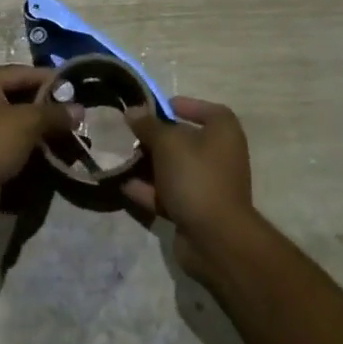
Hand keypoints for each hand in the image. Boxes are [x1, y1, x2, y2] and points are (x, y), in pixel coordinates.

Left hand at [0, 65, 73, 218]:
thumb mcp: (28, 122)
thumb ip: (55, 113)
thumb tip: (80, 110)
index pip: (24, 72)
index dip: (51, 80)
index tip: (76, 89)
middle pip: (19, 93)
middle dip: (47, 105)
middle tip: (73, 114)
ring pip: (16, 117)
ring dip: (39, 125)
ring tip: (66, 132)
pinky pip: (10, 136)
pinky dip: (28, 140)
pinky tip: (49, 148)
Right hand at [122, 97, 256, 282]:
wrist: (215, 238)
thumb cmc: (196, 176)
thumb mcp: (168, 143)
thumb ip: (149, 125)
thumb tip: (132, 111)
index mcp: (223, 132)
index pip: (204, 109)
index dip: (180, 105)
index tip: (152, 108)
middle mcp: (219, 155)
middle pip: (184, 139)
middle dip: (155, 137)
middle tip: (128, 133)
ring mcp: (208, 184)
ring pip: (173, 167)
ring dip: (148, 164)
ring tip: (119, 157)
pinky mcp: (195, 209)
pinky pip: (168, 193)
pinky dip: (148, 189)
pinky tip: (122, 184)